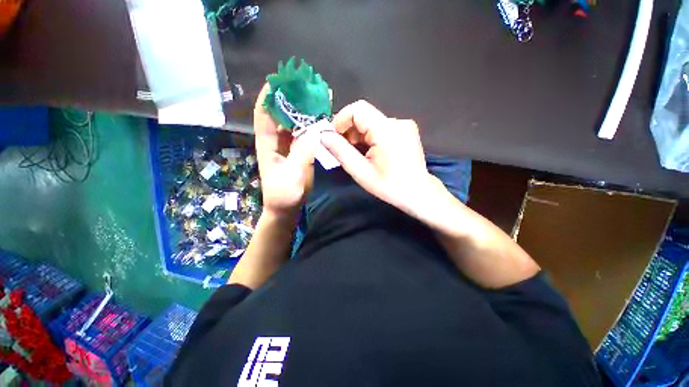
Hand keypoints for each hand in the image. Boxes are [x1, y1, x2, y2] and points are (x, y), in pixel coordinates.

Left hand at [254, 84, 320, 218]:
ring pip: (294, 123)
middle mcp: (276, 141)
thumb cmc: (284, 194)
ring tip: (317, 98)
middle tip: (306, 86)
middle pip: (280, 115)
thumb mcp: (292, 175)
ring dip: (304, 111)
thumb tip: (316, 130)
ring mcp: (288, 146)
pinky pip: (305, 134)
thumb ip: (303, 154)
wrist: (287, 208)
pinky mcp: (299, 152)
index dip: (269, 97)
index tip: (279, 80)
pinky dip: (312, 125)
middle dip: (291, 99)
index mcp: (267, 144)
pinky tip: (322, 119)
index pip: (263, 115)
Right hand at [320, 100, 442, 215]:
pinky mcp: (406, 131)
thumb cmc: (389, 186)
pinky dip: (370, 137)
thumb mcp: (361, 172)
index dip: (341, 120)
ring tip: (357, 154)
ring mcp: (404, 125)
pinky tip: (370, 153)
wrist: (418, 193)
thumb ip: (341, 152)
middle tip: (342, 150)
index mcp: (386, 130)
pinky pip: (381, 127)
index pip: (358, 109)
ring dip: (359, 135)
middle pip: (364, 116)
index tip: (333, 137)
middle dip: (349, 131)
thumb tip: (323, 136)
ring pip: (372, 122)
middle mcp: (397, 122)